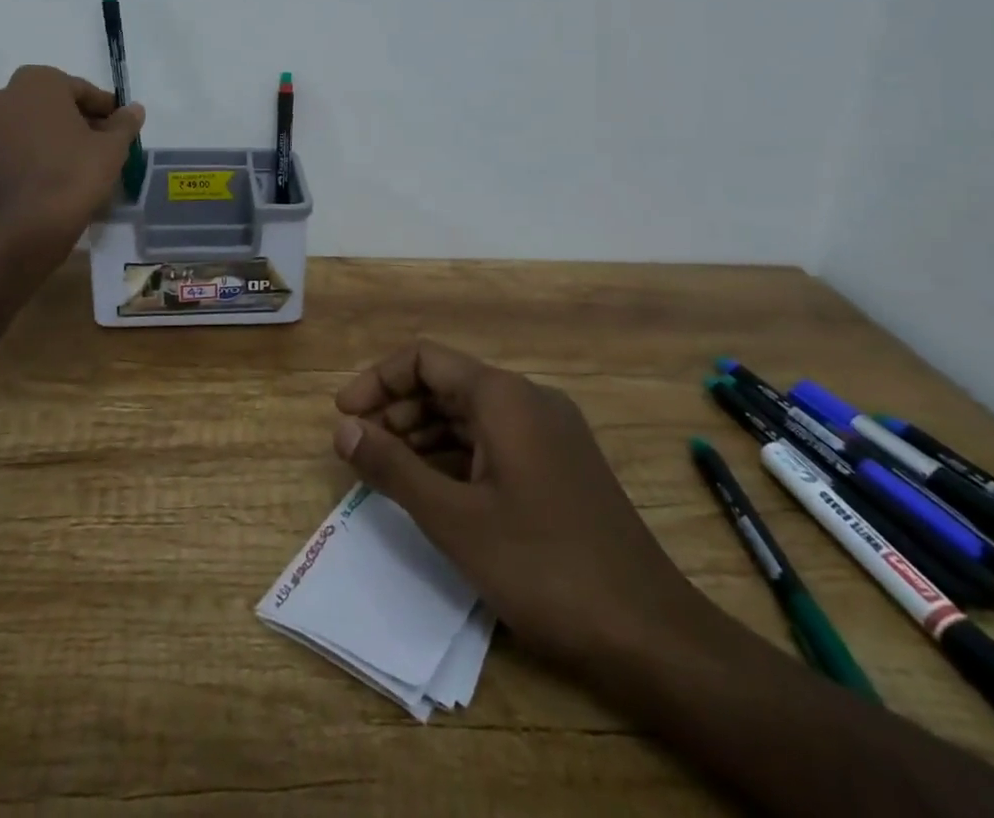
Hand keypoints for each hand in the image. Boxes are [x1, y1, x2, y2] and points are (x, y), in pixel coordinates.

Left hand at [0, 66, 144, 248]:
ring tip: (64, 167)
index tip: (116, 125)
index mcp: (34, 84)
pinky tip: (38, 186)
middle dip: (67, 121)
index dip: (101, 108)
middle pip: (42, 106)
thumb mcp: (113, 148)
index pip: (77, 88)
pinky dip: (17, 167)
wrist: (27, 231)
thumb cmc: (75, 175)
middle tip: (93, 145)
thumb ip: (124, 123)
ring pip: (17, 132)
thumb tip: (134, 109)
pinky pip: (0, 162)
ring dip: (38, 141)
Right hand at [332, 340, 714, 674]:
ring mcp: (549, 432)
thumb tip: (342, 429)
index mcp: (503, 396)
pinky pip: (493, 442)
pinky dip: (455, 455)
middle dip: (396, 409)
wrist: (650, 634)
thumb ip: (393, 468)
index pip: (424, 359)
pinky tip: (433, 489)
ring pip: (469, 414)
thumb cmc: (543, 567)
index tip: (343, 417)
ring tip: (386, 471)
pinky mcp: (560, 465)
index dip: (377, 380)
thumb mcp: (454, 520)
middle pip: (446, 383)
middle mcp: (528, 399)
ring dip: (422, 434)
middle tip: (359, 449)